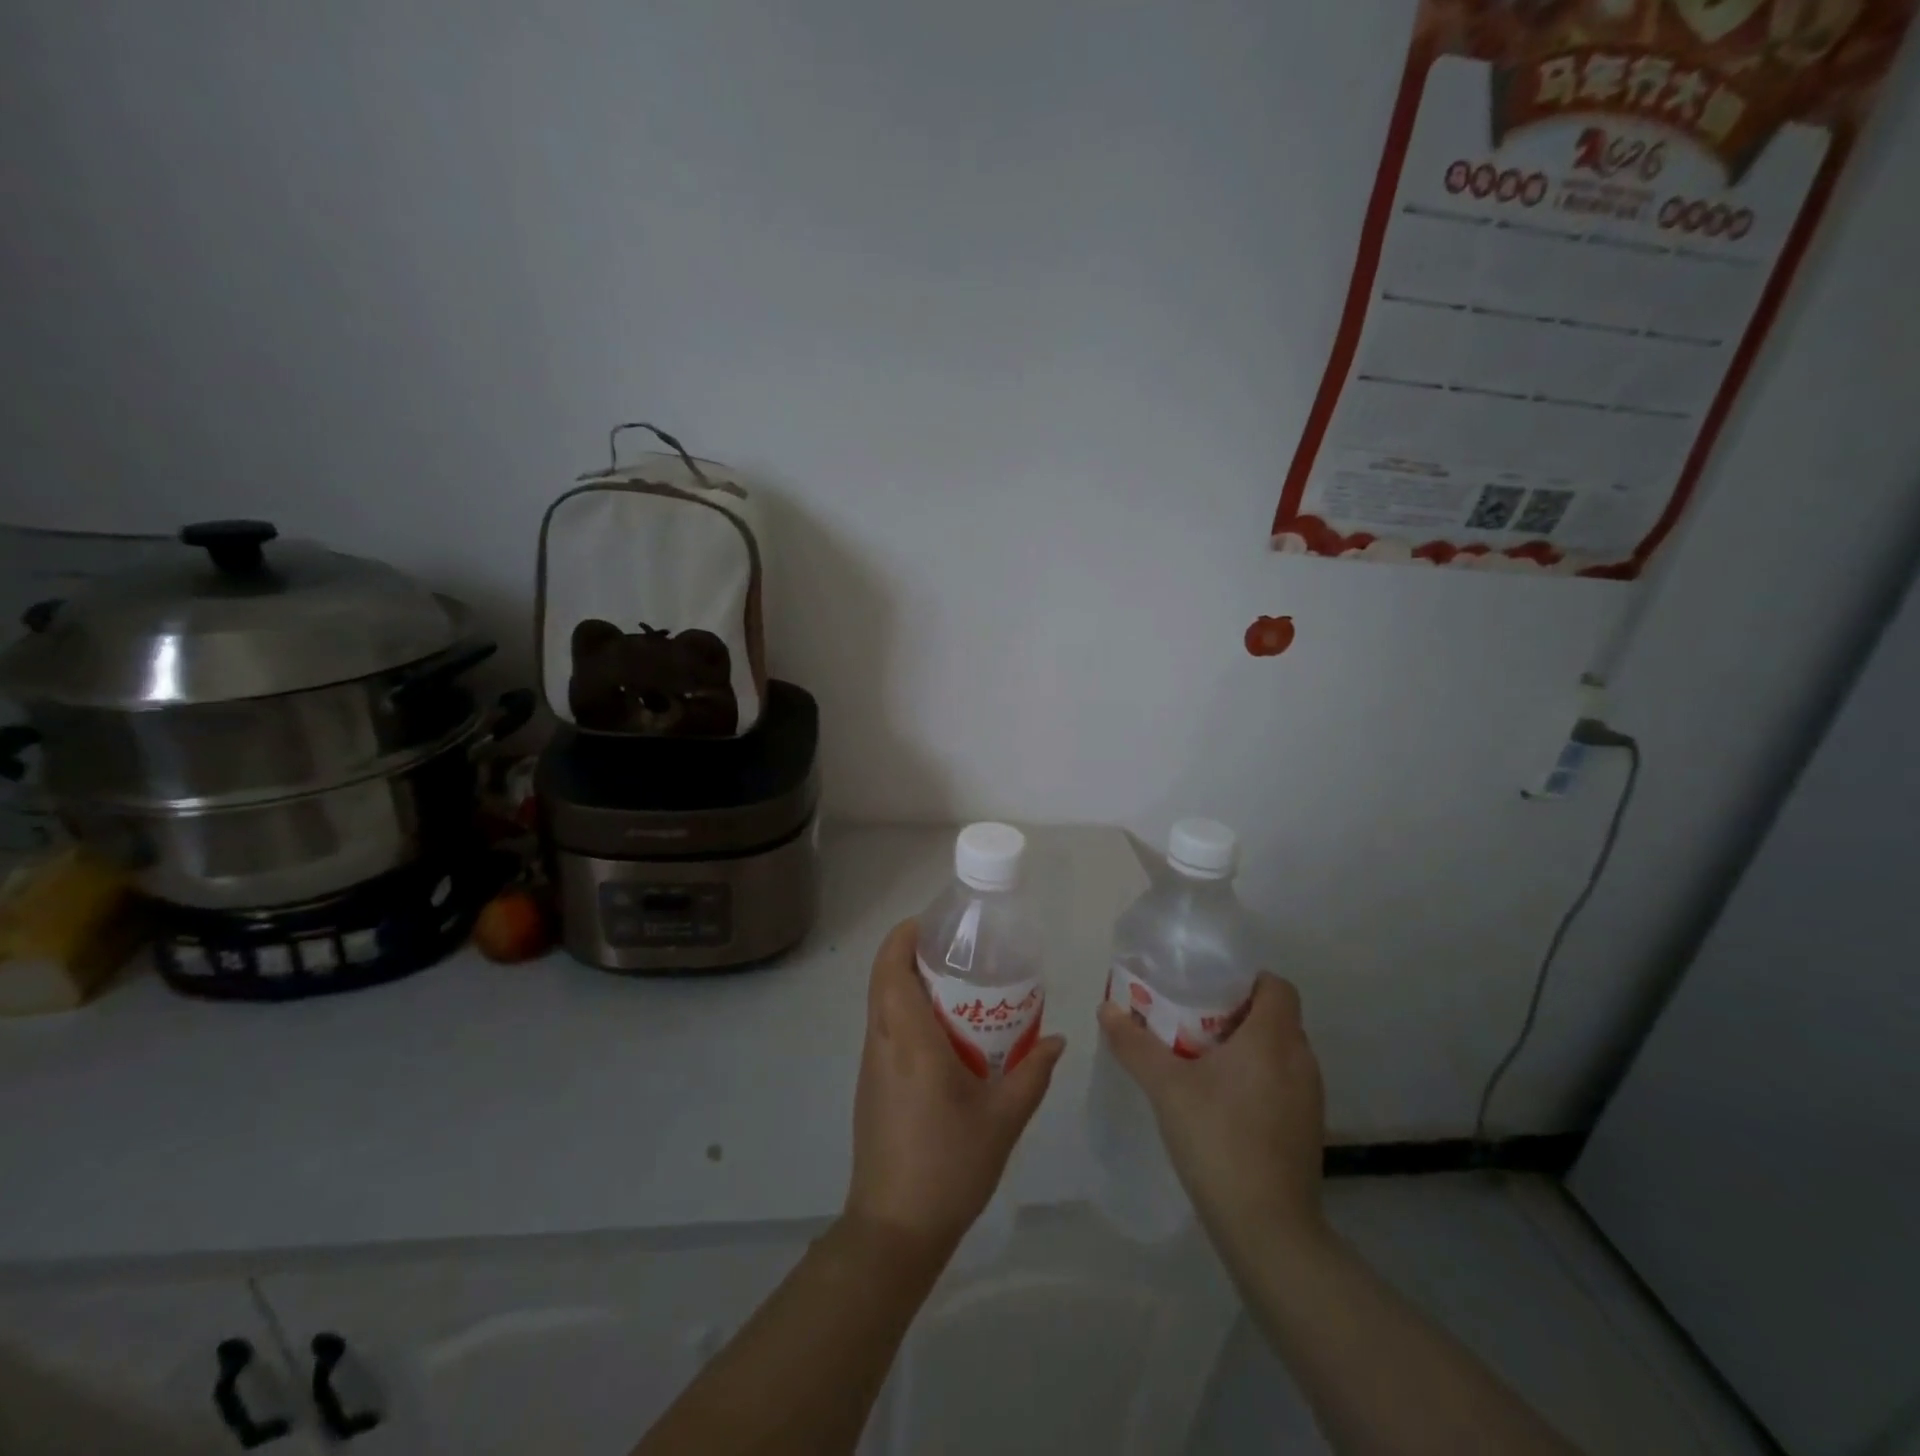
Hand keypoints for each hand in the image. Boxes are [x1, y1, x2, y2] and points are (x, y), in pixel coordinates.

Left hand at [843, 919, 1065, 1259]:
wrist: (894, 1229)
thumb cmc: (949, 1165)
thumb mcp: (1003, 1119)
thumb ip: (1032, 1074)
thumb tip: (1057, 1040)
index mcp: (909, 1040)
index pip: (891, 967)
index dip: (905, 936)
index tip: (936, 924)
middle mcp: (882, 1042)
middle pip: (883, 979)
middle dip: (912, 954)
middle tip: (958, 953)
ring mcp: (871, 1065)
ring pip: (881, 1005)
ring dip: (908, 985)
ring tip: (957, 988)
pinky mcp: (870, 1087)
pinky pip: (884, 1031)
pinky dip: (906, 1015)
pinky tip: (944, 1038)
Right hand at [1097, 973, 1326, 1251]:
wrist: (1267, 1228)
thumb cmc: (1218, 1139)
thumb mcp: (1166, 1086)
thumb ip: (1134, 1044)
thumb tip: (1106, 1008)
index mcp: (1273, 1038)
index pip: (1276, 985)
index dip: (1246, 980)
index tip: (1207, 989)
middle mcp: (1300, 1060)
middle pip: (1276, 1016)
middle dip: (1237, 1013)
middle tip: (1192, 1020)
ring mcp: (1309, 1098)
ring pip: (1280, 1052)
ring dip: (1247, 1048)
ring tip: (1202, 1059)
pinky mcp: (1307, 1129)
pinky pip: (1283, 1082)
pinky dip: (1257, 1078)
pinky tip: (1222, 1101)